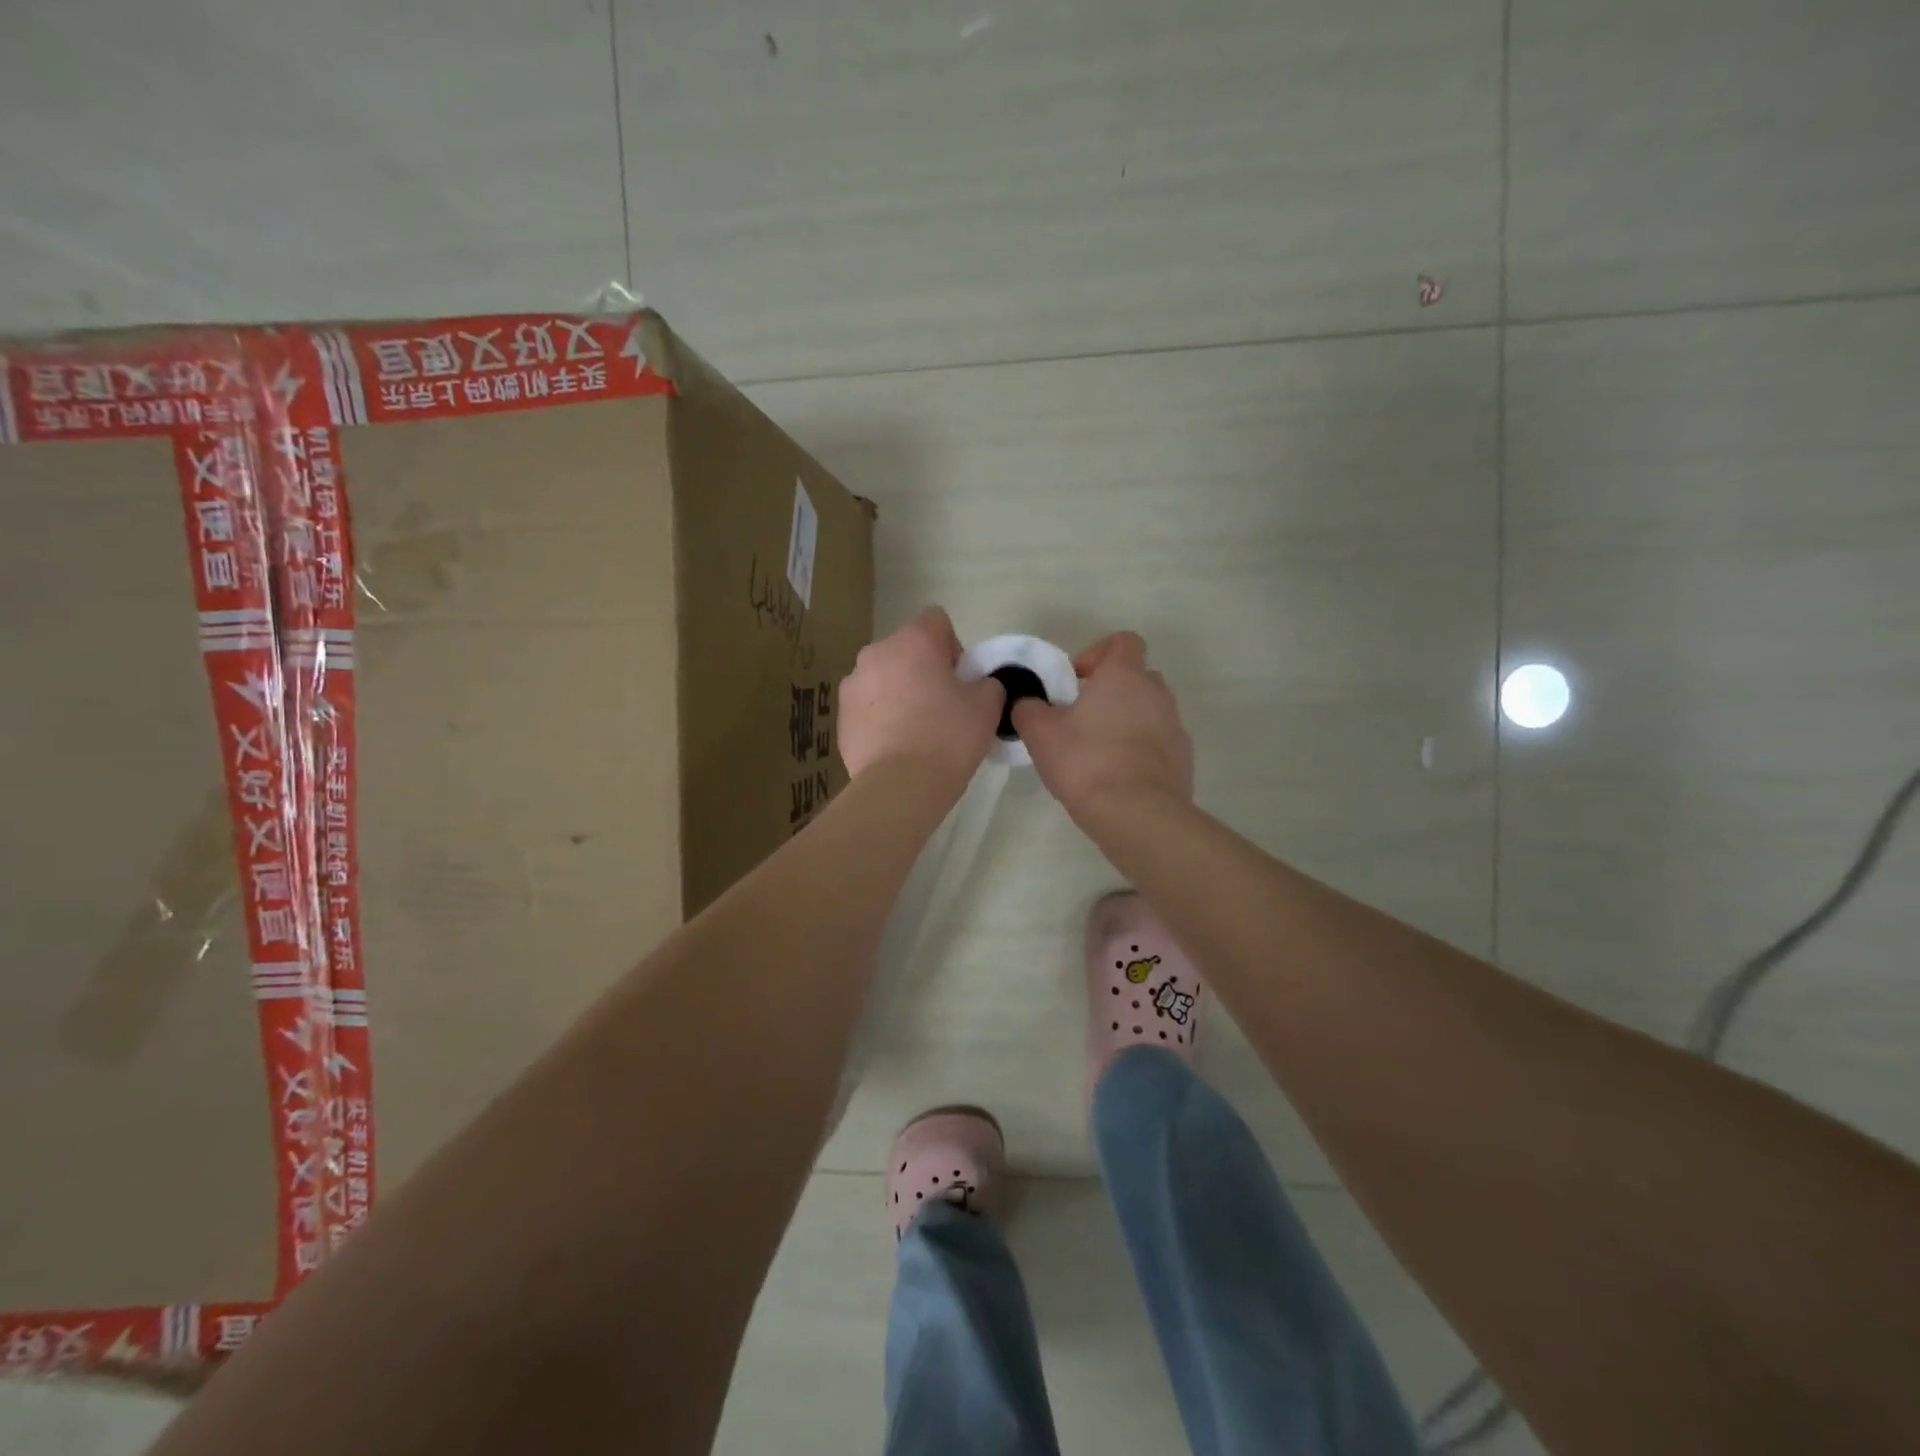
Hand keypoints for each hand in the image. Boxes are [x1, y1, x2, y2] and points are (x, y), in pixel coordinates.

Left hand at [839, 607, 1005, 779]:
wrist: (900, 786)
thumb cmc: (948, 737)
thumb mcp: (987, 707)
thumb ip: (988, 683)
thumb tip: (979, 684)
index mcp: (913, 641)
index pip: (936, 620)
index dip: (953, 646)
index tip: (961, 678)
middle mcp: (876, 653)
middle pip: (906, 649)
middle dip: (923, 669)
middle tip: (943, 705)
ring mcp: (852, 684)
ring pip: (883, 677)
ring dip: (899, 692)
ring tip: (917, 730)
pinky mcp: (840, 717)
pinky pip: (867, 707)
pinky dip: (880, 717)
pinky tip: (896, 746)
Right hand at [1011, 631, 1193, 819]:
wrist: (1137, 814)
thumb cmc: (1086, 762)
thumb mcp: (1040, 734)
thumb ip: (1029, 709)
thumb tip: (1029, 704)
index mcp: (1125, 675)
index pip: (1122, 642)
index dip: (1098, 654)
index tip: (1075, 682)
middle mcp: (1157, 692)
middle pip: (1135, 677)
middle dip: (1109, 691)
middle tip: (1080, 718)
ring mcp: (1175, 726)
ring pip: (1148, 711)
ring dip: (1124, 721)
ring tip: (1096, 752)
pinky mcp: (1183, 758)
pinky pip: (1158, 742)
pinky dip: (1139, 750)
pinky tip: (1116, 777)